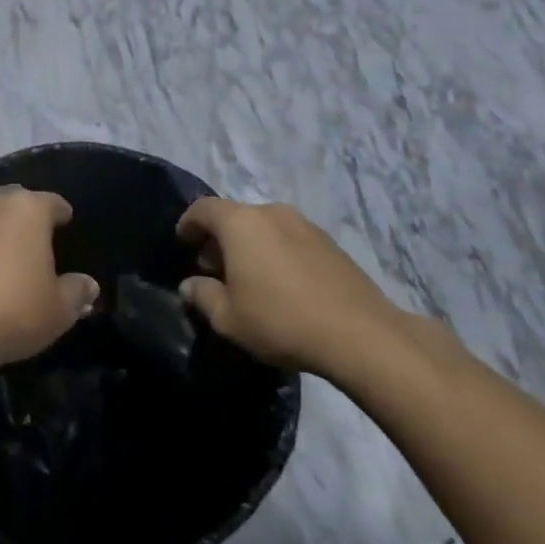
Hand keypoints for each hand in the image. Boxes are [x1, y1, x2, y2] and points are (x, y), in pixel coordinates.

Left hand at [0, 187, 98, 369]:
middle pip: (16, 201)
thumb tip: (88, 285)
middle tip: (36, 240)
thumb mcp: (58, 310)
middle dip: (27, 216)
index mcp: (29, 209)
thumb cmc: (12, 310)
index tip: (66, 224)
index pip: (53, 202)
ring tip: (4, 254)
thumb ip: (77, 292)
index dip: (62, 214)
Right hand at [177, 198, 406, 377]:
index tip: (183, 244)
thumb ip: (203, 296)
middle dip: (219, 238)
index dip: (188, 224)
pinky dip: (277, 252)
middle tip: (214, 268)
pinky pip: (290, 239)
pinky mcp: (331, 243)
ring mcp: (305, 224)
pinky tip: (282, 284)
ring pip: (265, 227)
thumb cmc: (281, 320)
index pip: (202, 208)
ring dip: (251, 245)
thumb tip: (190, 285)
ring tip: (250, 278)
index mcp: (240, 222)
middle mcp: (271, 212)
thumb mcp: (228, 318)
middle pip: (235, 216)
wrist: (361, 334)